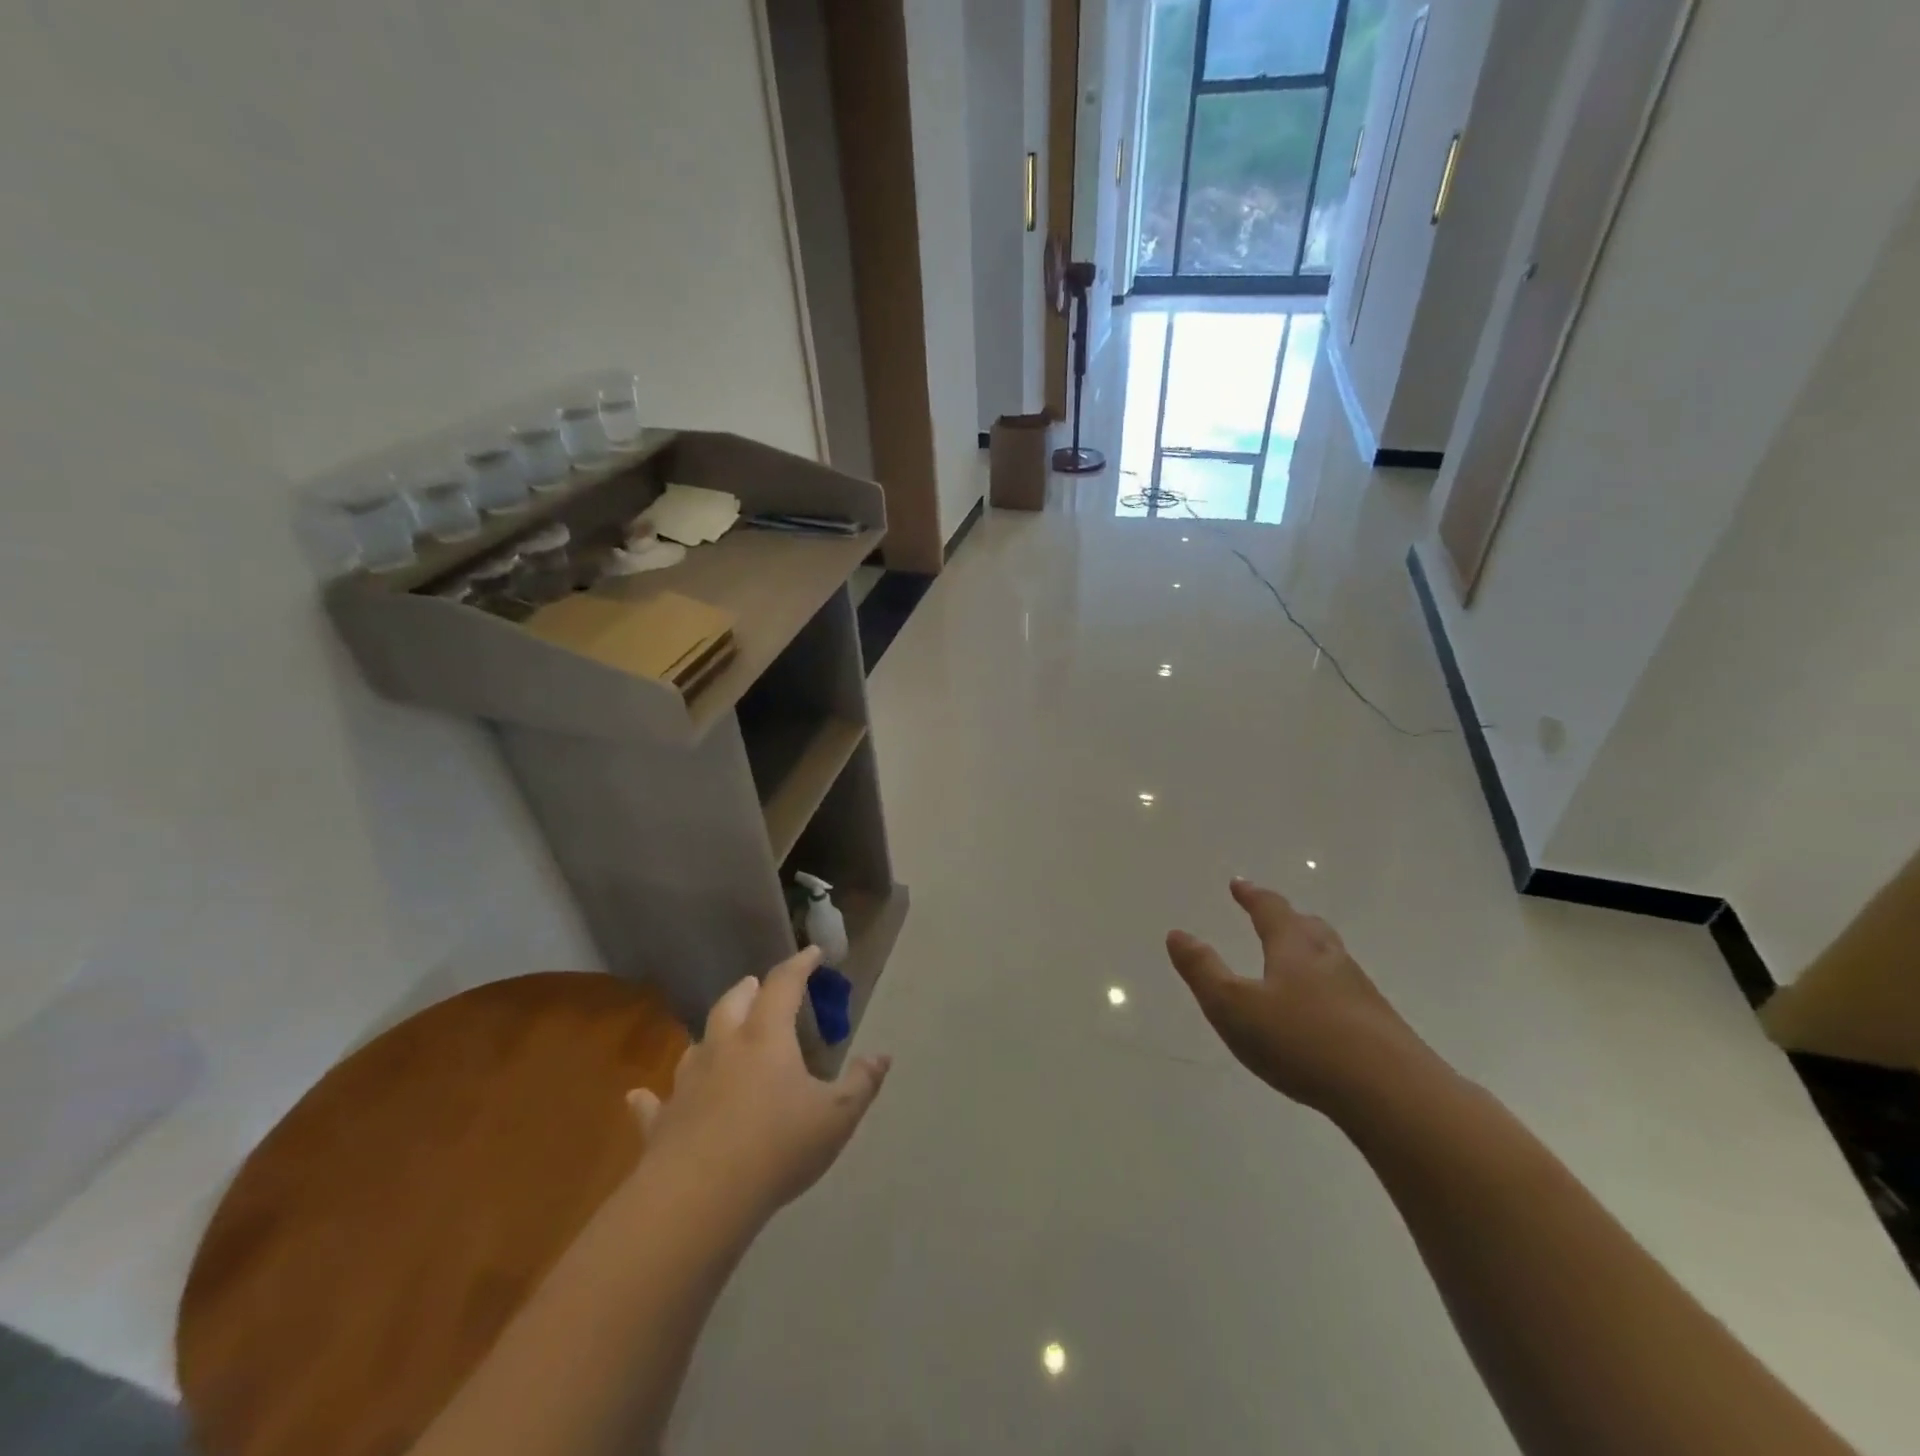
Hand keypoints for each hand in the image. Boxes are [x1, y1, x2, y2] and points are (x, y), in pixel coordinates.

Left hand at [628, 947, 890, 1227]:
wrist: (699, 1197)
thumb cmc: (777, 1145)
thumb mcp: (836, 1116)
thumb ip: (862, 1083)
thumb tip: (882, 1056)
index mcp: (766, 1037)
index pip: (784, 985)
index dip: (799, 965)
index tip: (812, 953)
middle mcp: (724, 1048)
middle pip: (734, 1003)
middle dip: (750, 989)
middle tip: (759, 985)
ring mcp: (687, 1083)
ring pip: (698, 1044)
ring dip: (712, 1033)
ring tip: (720, 1033)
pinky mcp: (661, 1121)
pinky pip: (653, 1103)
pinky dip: (650, 1097)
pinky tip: (638, 1096)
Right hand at [1166, 878, 1434, 1114]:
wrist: (1391, 1093)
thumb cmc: (1301, 1041)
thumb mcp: (1233, 1006)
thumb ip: (1203, 970)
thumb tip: (1177, 934)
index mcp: (1294, 948)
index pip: (1271, 910)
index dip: (1252, 896)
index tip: (1239, 884)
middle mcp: (1330, 960)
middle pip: (1309, 928)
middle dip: (1288, 918)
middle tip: (1273, 915)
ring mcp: (1361, 993)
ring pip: (1332, 958)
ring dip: (1311, 951)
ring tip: (1297, 961)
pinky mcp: (1380, 1027)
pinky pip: (1347, 992)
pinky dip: (1329, 988)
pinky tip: (1324, 1013)